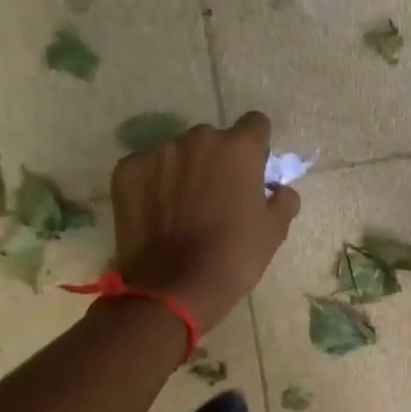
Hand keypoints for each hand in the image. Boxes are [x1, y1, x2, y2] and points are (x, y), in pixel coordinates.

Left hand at [111, 113, 300, 330]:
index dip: (256, 147)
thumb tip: (277, 189)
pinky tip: (159, 215)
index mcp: (239, 148)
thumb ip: (283, 199)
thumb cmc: (234, 257)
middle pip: (214, 140)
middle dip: (218, 161)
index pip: (255, 124)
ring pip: (179, 153)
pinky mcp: (127, 170)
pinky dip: (155, 185)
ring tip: (183, 209)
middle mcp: (198, 139)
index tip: (253, 171)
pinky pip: (148, 169)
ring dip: (185, 171)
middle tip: (217, 198)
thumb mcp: (275, 231)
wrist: (174, 287)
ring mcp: (159, 152)